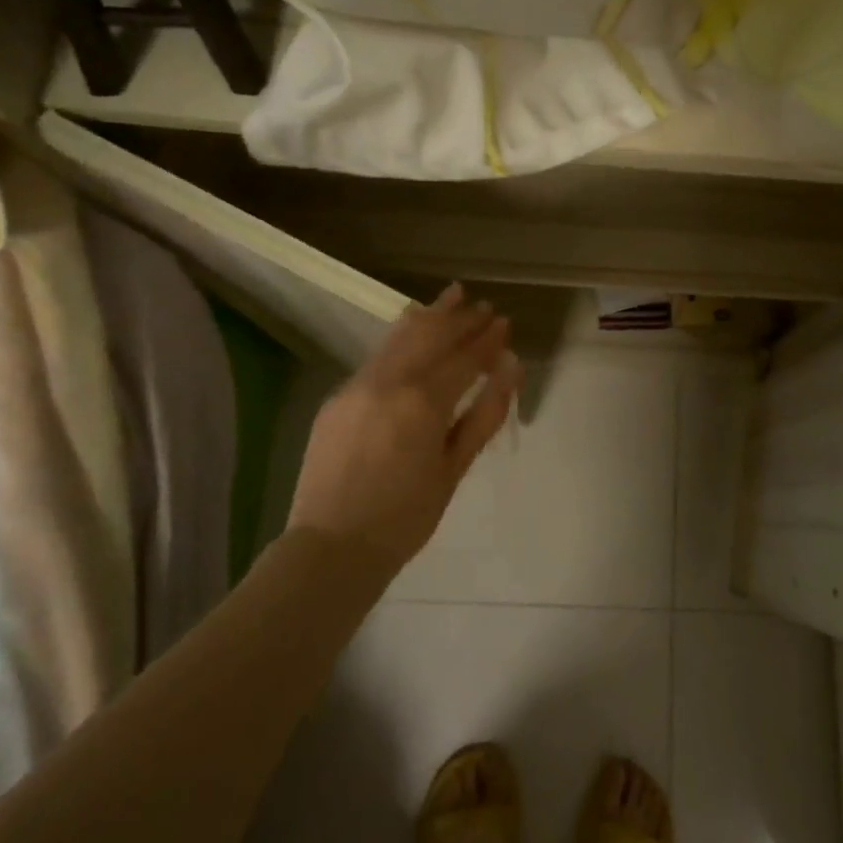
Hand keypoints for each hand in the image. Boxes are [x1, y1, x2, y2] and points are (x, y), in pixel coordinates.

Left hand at [288, 284, 524, 566]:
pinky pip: (377, 355)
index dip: (487, 340)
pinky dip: (401, 336)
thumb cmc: (406, 517)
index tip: (504, 322)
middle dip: (461, 318)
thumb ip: (484, 414)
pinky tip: (413, 327)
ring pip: (400, 337)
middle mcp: (388, 382)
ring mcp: (358, 385)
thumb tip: (511, 370)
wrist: (332, 547)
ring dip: (430, 315)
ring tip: (453, 295)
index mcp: (422, 402)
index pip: (464, 358)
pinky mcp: (338, 396)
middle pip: (431, 336)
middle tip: (483, 306)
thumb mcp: (454, 468)